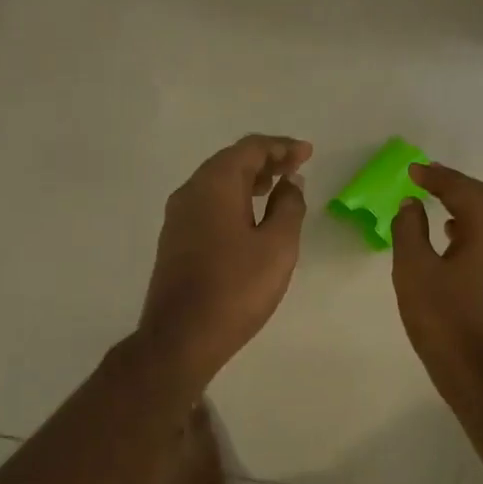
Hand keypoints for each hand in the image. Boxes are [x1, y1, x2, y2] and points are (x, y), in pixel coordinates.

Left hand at [138, 134, 312, 383]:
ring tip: (278, 188)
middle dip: (266, 161)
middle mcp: (190, 191)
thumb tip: (289, 183)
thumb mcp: (277, 246)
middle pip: (230, 161)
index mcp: (214, 184)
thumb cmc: (236, 288)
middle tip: (296, 168)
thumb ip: (289, 207)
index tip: (307, 153)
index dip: (282, 147)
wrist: (181, 336)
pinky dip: (233, 200)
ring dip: (249, 180)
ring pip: (217, 183)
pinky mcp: (175, 239)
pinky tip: (250, 217)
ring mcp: (178, 216)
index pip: (250, 149)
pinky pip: (208, 204)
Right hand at [391, 162, 482, 400]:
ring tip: (439, 205)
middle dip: (455, 187)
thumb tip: (412, 204)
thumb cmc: (445, 322)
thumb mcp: (414, 271)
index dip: (435, 176)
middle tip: (427, 179)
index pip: (462, 189)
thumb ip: (409, 229)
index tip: (412, 170)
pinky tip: (457, 239)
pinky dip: (478, 230)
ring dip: (468, 207)